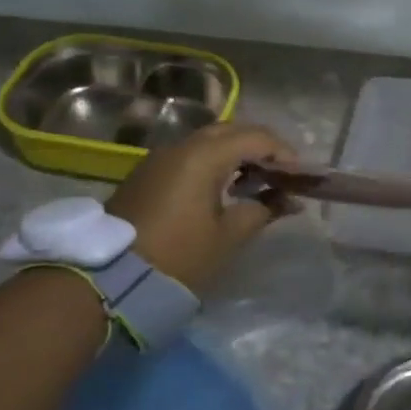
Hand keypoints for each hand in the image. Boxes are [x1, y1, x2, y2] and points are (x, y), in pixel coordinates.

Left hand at [107, 122, 297, 292]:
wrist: (110, 279)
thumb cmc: (179, 256)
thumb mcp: (228, 236)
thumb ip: (263, 210)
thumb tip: (288, 200)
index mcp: (204, 156)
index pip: (255, 138)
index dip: (283, 152)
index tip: (299, 176)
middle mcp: (181, 146)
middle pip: (230, 131)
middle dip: (259, 147)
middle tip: (279, 173)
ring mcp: (159, 158)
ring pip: (207, 141)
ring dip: (235, 153)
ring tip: (255, 182)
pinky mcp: (146, 173)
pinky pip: (189, 155)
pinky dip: (213, 162)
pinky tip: (223, 188)